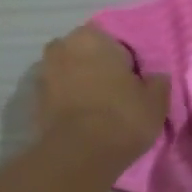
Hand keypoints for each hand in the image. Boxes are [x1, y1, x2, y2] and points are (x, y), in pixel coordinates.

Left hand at [35, 26, 169, 171]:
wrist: (79, 154)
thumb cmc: (122, 117)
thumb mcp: (155, 101)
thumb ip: (158, 83)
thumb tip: (156, 78)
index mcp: (91, 37)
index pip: (114, 43)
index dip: (125, 63)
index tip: (134, 83)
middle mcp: (62, 47)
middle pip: (86, 56)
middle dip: (97, 70)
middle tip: (116, 95)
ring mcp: (43, 74)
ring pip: (69, 75)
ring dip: (80, 86)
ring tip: (98, 112)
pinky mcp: (34, 102)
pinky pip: (58, 97)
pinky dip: (67, 104)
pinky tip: (82, 122)